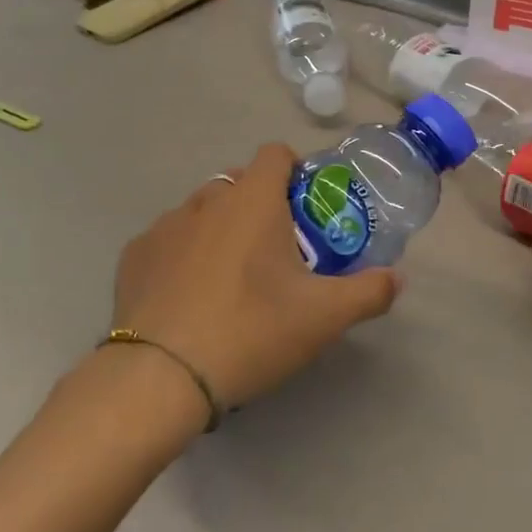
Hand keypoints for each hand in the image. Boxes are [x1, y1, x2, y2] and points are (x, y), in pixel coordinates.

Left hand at [112, 144, 400, 413]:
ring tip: (231, 278)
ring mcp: (165, 225)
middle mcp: (207, 200)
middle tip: (277, 252)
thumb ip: (369, 292)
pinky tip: (189, 297)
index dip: (295, 170)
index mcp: (253, 200)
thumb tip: (396, 278)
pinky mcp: (134, 255)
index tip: (306, 206)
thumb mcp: (324, 317)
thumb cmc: (252, 330)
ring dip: (221, 229)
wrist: (161, 376)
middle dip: (260, 205)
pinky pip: (169, 241)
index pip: (276, 154)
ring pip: (202, 211)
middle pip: (239, 183)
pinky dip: (183, 255)